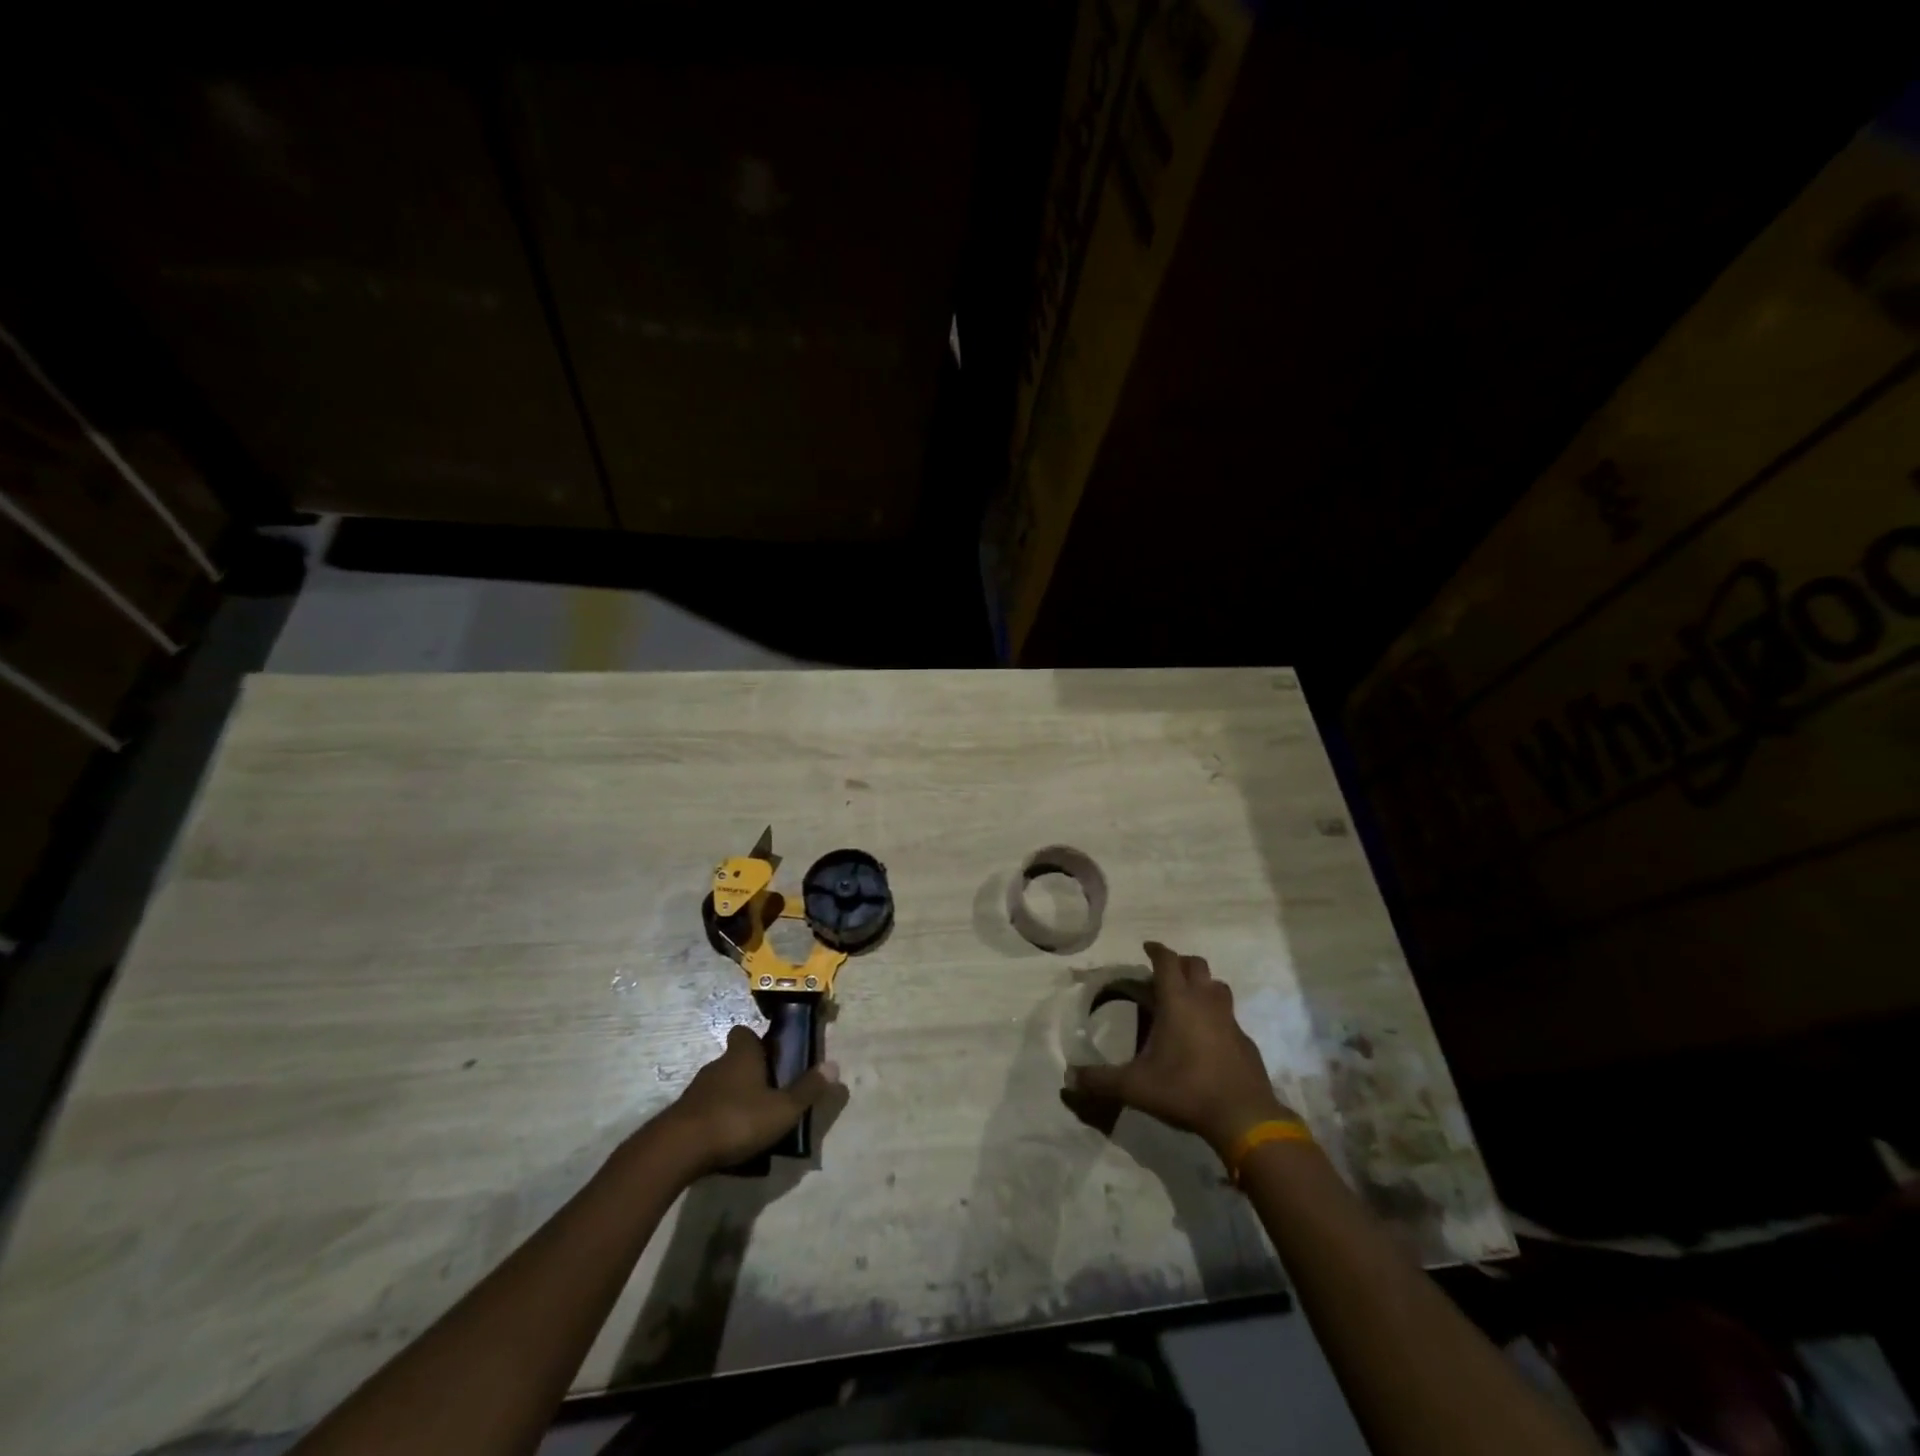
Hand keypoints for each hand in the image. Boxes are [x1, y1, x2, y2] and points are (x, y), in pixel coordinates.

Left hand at [655, 1025, 839, 1174]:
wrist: (677, 1150)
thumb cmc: (737, 1120)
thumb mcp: (782, 1109)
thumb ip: (807, 1089)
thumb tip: (834, 1066)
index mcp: (742, 1056)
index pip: (745, 1033)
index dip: (757, 1042)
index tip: (771, 1056)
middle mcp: (718, 1066)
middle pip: (734, 1060)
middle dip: (750, 1074)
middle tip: (770, 1095)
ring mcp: (696, 1091)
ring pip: (720, 1087)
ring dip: (734, 1099)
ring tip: (752, 1124)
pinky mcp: (683, 1117)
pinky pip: (706, 1111)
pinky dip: (718, 1121)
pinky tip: (729, 1143)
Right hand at [1067, 941, 1295, 1157]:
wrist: (1243, 1117)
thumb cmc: (1185, 1089)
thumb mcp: (1135, 1087)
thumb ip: (1100, 1080)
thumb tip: (1069, 1078)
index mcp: (1178, 1001)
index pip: (1166, 961)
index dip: (1156, 950)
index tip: (1146, 947)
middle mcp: (1205, 1002)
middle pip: (1196, 965)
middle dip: (1180, 963)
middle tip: (1164, 974)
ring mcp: (1230, 1020)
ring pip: (1217, 986)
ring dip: (1203, 985)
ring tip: (1188, 999)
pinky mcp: (1245, 1041)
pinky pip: (1229, 1016)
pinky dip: (1217, 1016)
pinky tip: (1208, 1037)